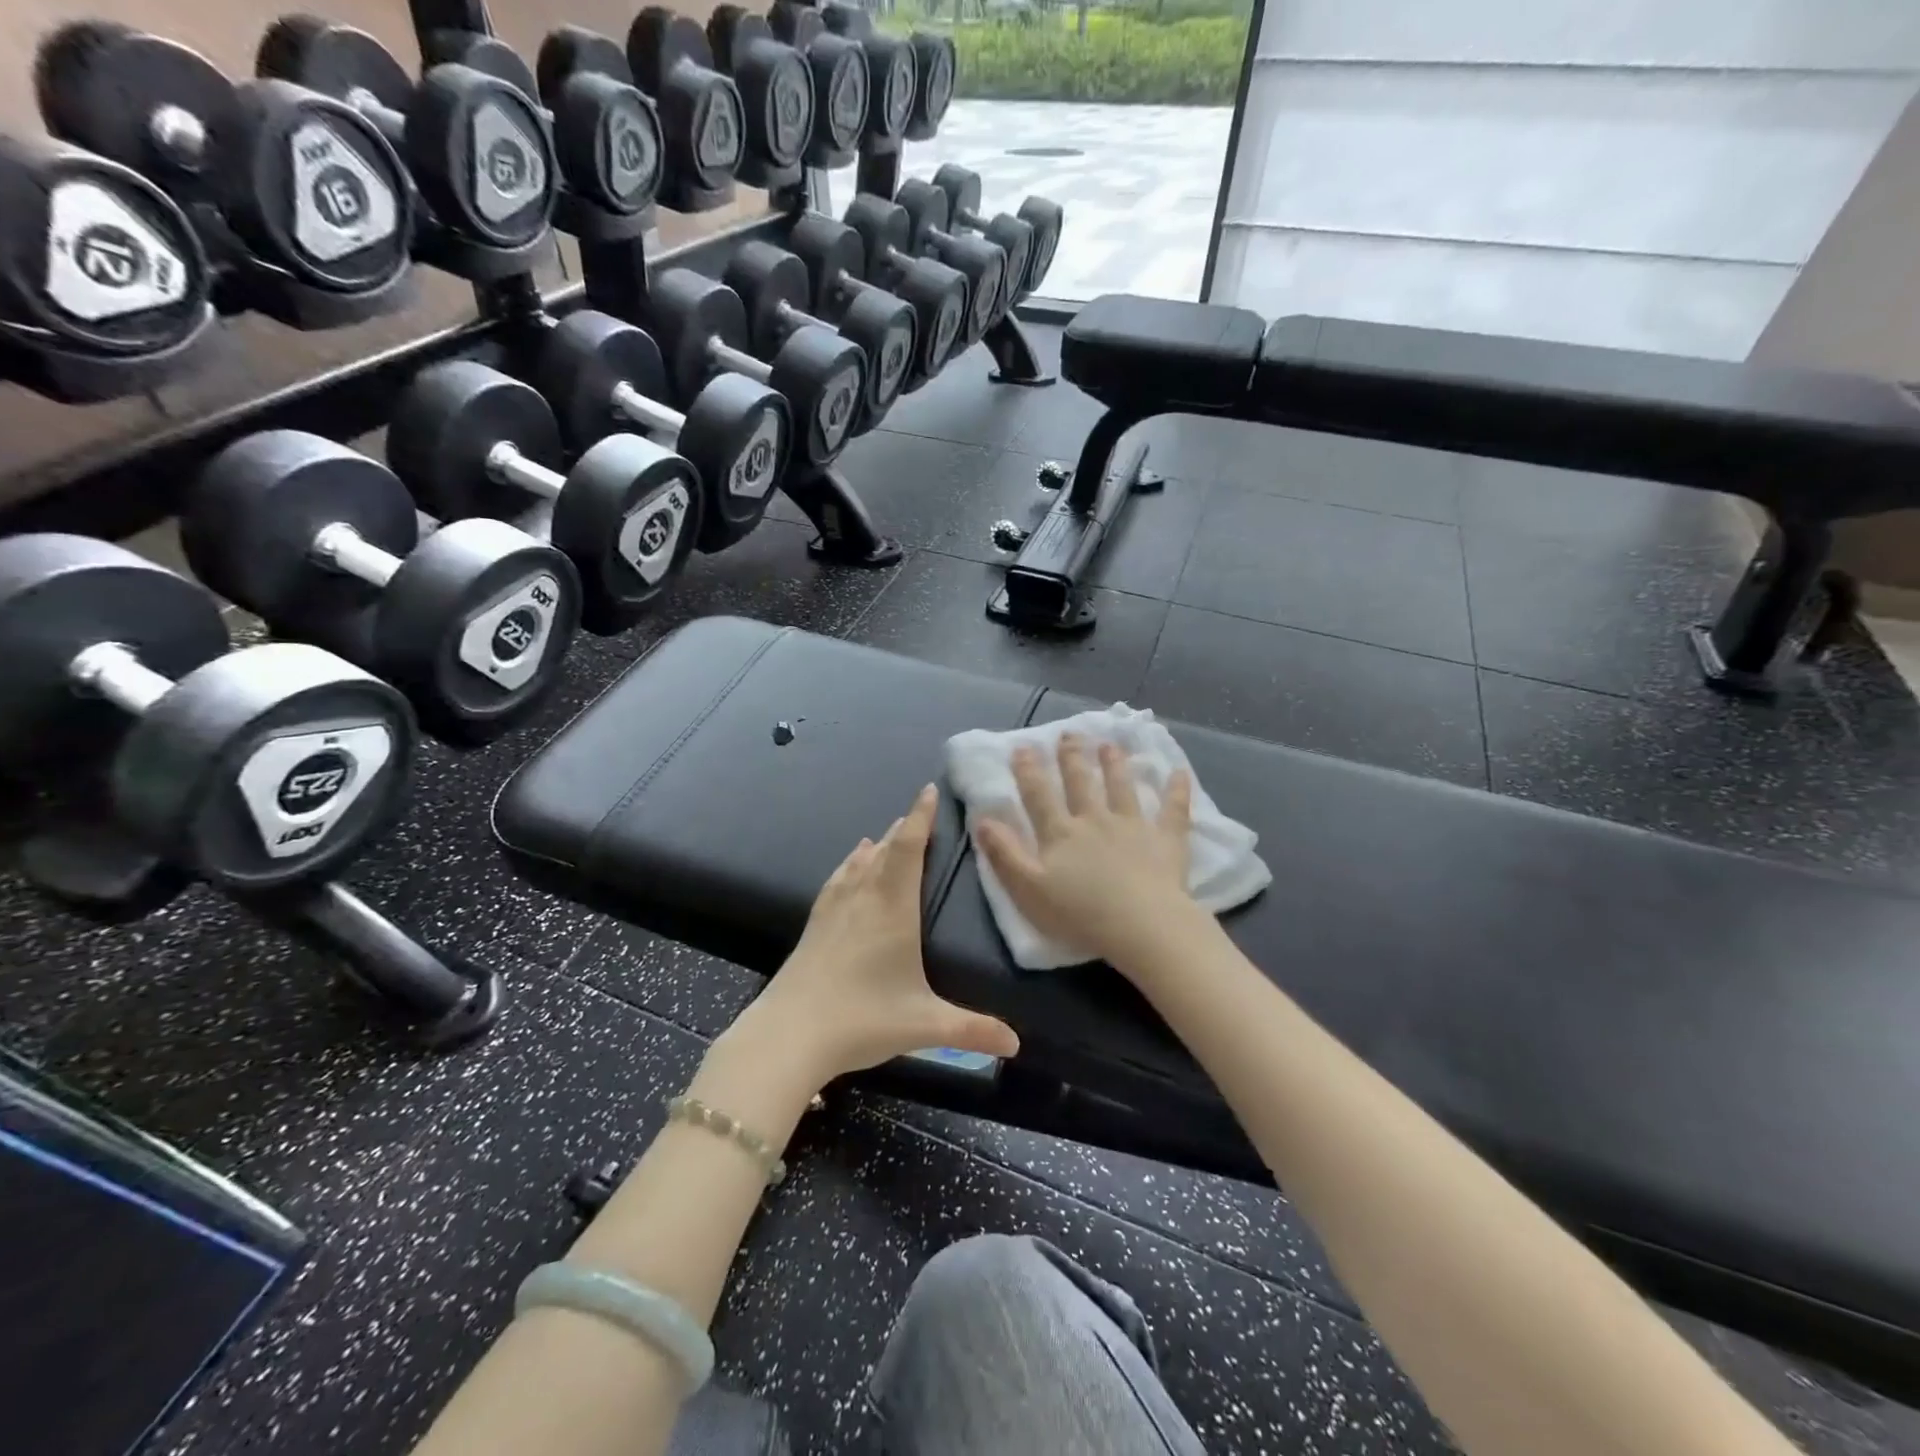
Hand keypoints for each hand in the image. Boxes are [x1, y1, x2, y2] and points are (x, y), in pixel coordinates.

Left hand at [746, 784, 1019, 1083]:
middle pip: (885, 850)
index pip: (909, 850)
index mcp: (893, 909)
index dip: (920, 818)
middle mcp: (864, 898)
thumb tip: (1016, 1045)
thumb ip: (972, 1030)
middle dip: (904, 828)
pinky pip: (838, 879)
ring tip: (890, 832)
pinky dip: (850, 863)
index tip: (927, 791)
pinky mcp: (815, 924)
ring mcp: (835, 910)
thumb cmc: (862, 1019)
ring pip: (860, 862)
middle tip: (919, 813)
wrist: (788, 1034)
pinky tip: (850, 864)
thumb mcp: (924, 1025)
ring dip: (878, 843)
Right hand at [973, 735, 1197, 967]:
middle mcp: (1095, 820)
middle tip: (1069, 734)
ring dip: (1115, 765)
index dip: (1028, 771)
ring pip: (1122, 787)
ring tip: (1110, 744)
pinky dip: (1177, 790)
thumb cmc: (1079, 914)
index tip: (1022, 747)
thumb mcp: (1028, 889)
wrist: (1141, 927)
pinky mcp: (1166, 840)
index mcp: (1061, 833)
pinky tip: (1180, 772)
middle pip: (1081, 783)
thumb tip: (983, 819)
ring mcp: (1133, 826)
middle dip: (1072, 757)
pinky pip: (1173, 810)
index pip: (1039, 796)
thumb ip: (1004, 853)